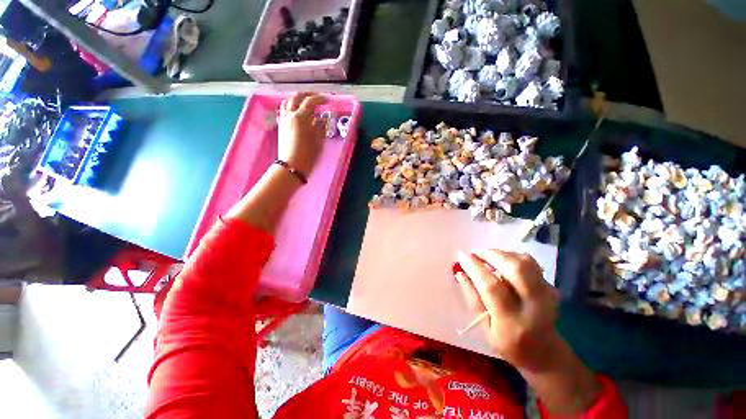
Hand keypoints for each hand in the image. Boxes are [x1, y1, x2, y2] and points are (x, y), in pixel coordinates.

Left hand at [277, 92, 325, 177]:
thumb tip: (322, 119)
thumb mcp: (318, 140)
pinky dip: (291, 106)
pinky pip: (284, 110)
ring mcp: (283, 119)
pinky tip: (297, 112)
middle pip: (296, 97)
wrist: (292, 165)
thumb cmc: (308, 154)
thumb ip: (320, 127)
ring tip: (305, 103)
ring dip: (297, 99)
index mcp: (301, 117)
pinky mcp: (281, 125)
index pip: (310, 102)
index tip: (327, 100)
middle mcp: (290, 115)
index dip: (319, 99)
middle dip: (307, 95)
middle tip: (316, 97)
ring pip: (288, 102)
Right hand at [456, 249, 561, 370]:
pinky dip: (513, 258)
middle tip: (475, 253)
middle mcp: (534, 307)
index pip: (492, 287)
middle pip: (516, 269)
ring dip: (502, 254)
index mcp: (512, 323)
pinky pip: (531, 264)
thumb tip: (460, 273)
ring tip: (487, 257)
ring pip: (526, 262)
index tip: (461, 256)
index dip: (475, 268)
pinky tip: (503, 264)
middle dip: (491, 255)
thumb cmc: (509, 344)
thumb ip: (473, 299)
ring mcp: (547, 296)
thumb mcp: (485, 329)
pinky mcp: (552, 288)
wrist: (545, 353)